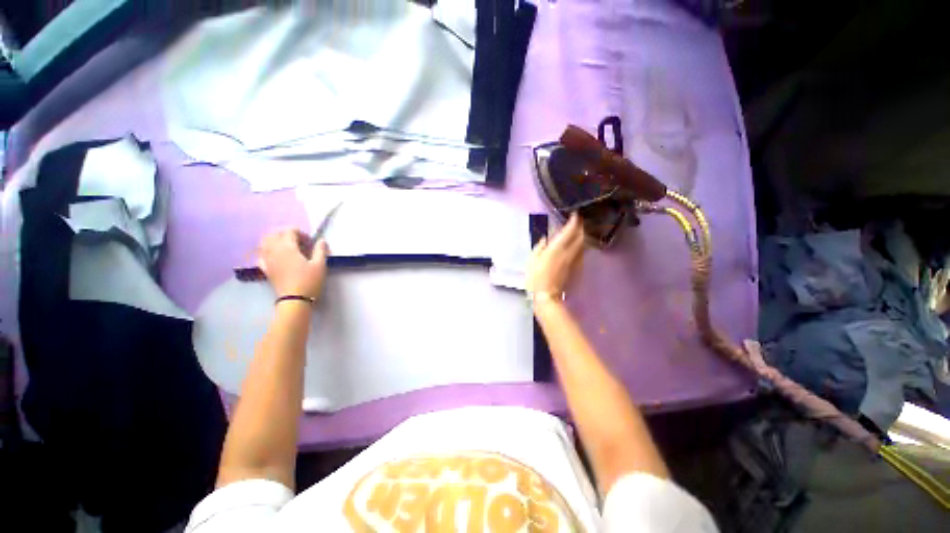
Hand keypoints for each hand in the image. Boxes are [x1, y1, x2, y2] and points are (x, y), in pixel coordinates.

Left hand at [257, 228, 328, 299]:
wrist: (295, 300)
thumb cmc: (309, 281)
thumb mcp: (320, 265)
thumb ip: (320, 250)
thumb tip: (321, 240)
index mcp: (288, 247)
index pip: (290, 231)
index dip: (301, 233)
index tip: (310, 242)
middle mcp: (274, 250)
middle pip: (275, 234)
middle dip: (287, 234)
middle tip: (300, 243)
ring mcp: (267, 260)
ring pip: (265, 242)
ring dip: (275, 240)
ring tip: (287, 247)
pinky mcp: (265, 269)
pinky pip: (261, 255)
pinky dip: (267, 251)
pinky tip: (275, 256)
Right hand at [527, 213, 584, 304]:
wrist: (547, 296)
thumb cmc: (535, 278)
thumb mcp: (532, 260)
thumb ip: (539, 247)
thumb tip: (545, 239)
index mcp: (557, 248)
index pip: (570, 231)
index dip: (574, 221)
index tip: (575, 215)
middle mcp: (569, 253)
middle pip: (581, 236)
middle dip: (581, 228)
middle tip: (578, 223)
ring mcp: (575, 261)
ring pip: (583, 245)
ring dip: (582, 237)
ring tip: (578, 233)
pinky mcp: (576, 269)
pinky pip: (581, 254)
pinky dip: (580, 247)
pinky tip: (576, 248)